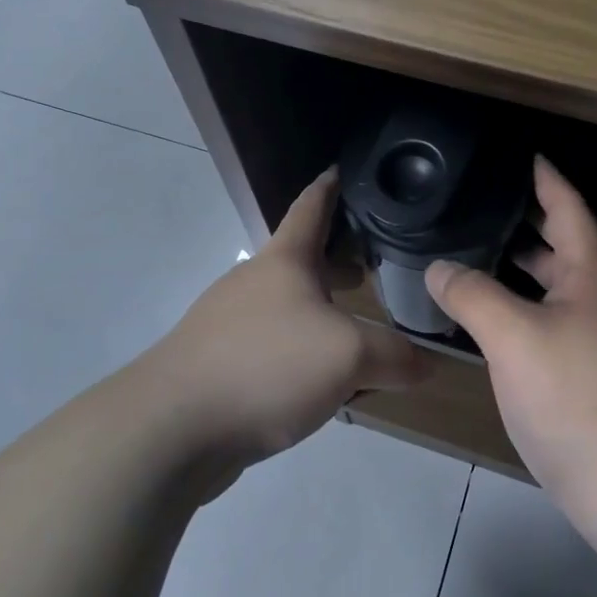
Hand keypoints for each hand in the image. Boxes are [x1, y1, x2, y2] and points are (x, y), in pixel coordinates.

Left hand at [146, 167, 426, 465]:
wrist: (171, 427)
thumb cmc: (266, 366)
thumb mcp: (348, 357)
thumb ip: (394, 356)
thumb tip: (426, 365)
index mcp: (284, 261)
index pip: (311, 206)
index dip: (331, 186)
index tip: (345, 168)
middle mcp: (254, 282)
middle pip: (301, 258)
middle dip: (337, 258)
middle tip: (375, 265)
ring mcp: (230, 323)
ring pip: (287, 306)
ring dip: (321, 310)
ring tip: (357, 329)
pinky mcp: (218, 363)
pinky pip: (272, 346)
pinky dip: (301, 350)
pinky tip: (320, 383)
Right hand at [426, 158, 596, 514]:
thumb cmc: (575, 394)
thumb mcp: (513, 335)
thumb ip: (471, 294)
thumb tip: (439, 269)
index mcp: (592, 275)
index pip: (569, 209)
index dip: (546, 180)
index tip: (525, 156)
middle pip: (564, 246)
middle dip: (529, 223)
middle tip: (484, 205)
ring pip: (557, 288)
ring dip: (524, 269)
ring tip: (478, 255)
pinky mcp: (592, 376)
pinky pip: (552, 322)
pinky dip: (523, 308)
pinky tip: (493, 320)